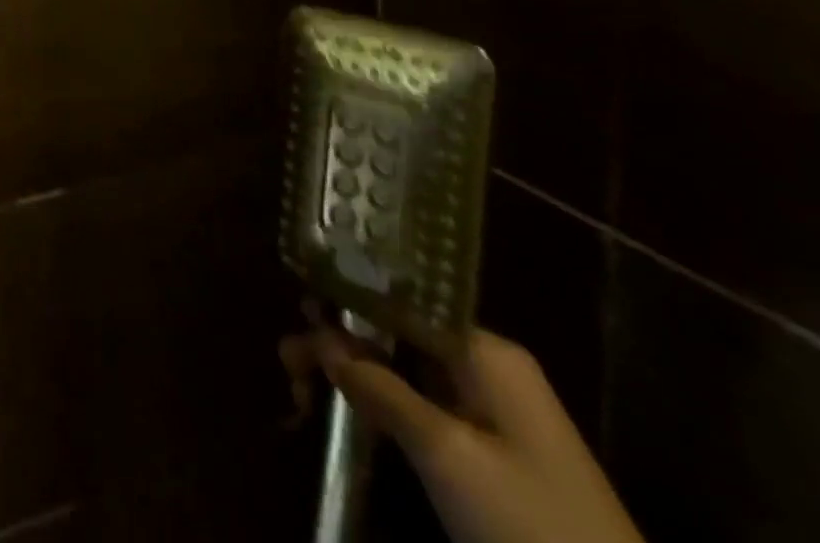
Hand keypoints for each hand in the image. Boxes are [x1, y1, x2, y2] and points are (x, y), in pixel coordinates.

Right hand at [281, 318, 644, 542]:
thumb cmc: (532, 527)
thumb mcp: (447, 456)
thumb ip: (381, 388)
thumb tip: (322, 338)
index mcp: (484, 351)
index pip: (398, 301)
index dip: (345, 300)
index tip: (296, 307)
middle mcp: (484, 365)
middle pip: (395, 332)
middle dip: (340, 341)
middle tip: (287, 361)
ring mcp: (489, 409)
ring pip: (403, 369)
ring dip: (353, 373)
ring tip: (299, 385)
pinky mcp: (489, 449)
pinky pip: (420, 404)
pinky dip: (379, 403)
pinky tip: (343, 409)